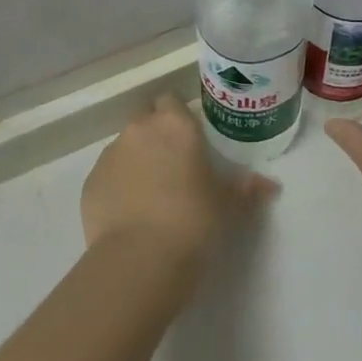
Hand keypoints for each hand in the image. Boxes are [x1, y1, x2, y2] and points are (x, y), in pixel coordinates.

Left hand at [82, 93, 278, 271]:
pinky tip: (129, 215)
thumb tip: (271, 185)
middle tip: (172, 167)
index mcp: (175, 125)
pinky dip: (116, 187)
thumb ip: (247, 189)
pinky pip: (107, 176)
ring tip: (150, 197)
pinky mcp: (90, 182)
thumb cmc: (194, 221)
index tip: (187, 140)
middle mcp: (139, 130)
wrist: (140, 259)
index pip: (171, 101)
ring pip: (124, 148)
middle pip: (145, 121)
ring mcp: (110, 154)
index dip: (177, 117)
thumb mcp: (229, 206)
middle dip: (155, 137)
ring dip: (135, 162)